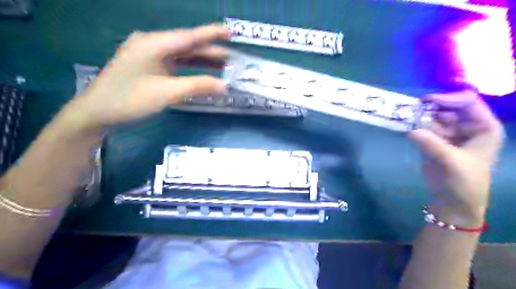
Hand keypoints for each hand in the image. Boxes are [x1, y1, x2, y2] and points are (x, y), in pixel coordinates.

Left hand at [57, 24, 228, 131]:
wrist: (97, 113)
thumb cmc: (130, 100)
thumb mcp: (167, 93)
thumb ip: (198, 86)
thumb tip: (225, 86)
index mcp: (154, 44)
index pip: (189, 36)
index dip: (211, 34)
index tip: (230, 32)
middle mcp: (152, 45)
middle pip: (187, 46)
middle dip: (210, 52)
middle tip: (232, 58)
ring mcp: (149, 56)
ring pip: (182, 55)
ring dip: (202, 61)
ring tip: (223, 66)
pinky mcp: (149, 67)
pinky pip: (175, 64)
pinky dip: (191, 69)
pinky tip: (203, 73)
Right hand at [410, 90, 502, 227]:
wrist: (454, 201)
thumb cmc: (463, 182)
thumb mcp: (451, 162)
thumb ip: (432, 145)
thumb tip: (411, 130)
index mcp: (483, 128)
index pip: (468, 103)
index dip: (448, 98)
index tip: (425, 100)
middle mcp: (467, 127)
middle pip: (448, 109)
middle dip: (430, 109)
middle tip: (410, 110)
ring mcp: (449, 134)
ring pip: (433, 118)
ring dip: (419, 118)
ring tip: (405, 118)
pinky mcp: (434, 142)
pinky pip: (424, 129)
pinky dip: (414, 127)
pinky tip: (405, 126)